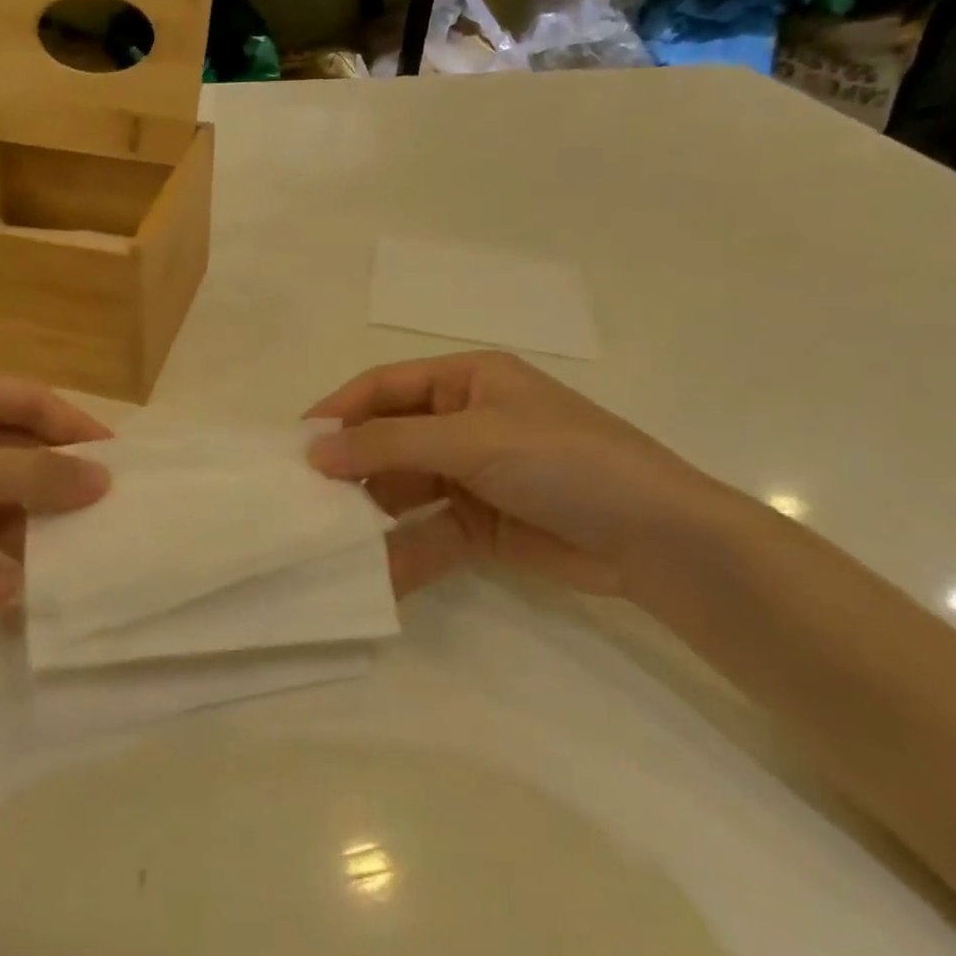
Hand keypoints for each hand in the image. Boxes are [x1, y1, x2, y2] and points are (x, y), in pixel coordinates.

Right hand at [305, 353, 744, 599]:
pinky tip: (373, 574)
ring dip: (370, 512)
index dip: (339, 410)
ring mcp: (472, 476)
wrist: (659, 540)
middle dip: (350, 466)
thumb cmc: (563, 461)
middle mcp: (464, 422)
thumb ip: (388, 445)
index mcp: (467, 381)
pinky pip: (427, 533)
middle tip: (304, 496)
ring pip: (403, 490)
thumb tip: (314, 452)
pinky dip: (402, 552)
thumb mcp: (472, 440)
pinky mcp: (480, 525)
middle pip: (388, 439)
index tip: (295, 444)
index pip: (384, 387)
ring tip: (328, 536)